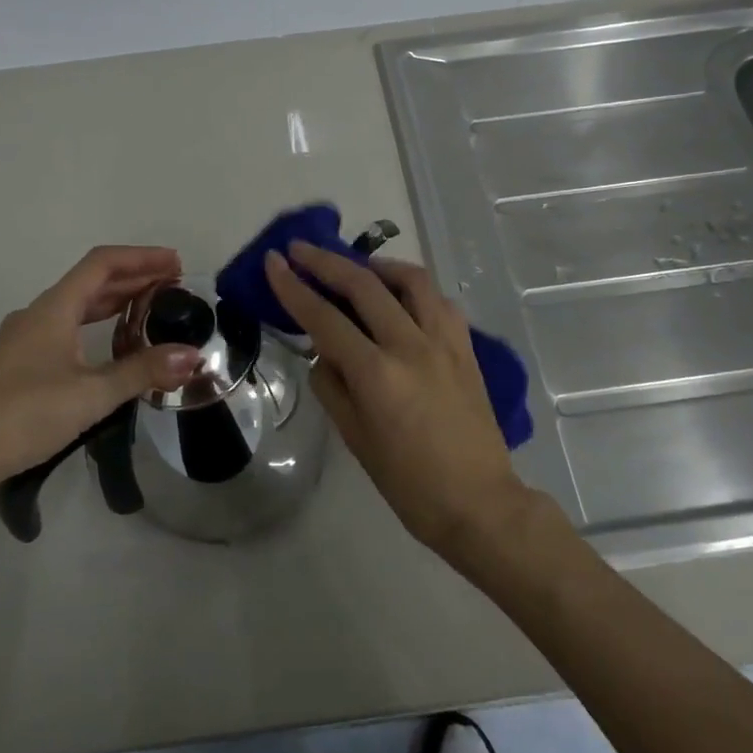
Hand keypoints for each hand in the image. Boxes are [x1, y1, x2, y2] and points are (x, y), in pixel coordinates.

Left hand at [0, 246, 202, 503]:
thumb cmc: (22, 415)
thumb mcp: (90, 395)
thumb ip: (142, 372)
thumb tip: (192, 356)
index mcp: (53, 309)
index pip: (102, 264)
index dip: (142, 258)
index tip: (178, 264)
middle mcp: (37, 316)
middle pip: (91, 283)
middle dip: (134, 279)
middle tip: (175, 288)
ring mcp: (23, 340)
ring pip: (77, 308)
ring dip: (114, 303)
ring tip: (151, 312)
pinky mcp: (18, 365)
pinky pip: (65, 330)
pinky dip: (96, 327)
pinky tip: (110, 349)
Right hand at [264, 241, 532, 559]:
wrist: (478, 502)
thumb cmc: (409, 483)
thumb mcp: (356, 440)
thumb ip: (333, 387)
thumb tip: (325, 353)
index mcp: (377, 374)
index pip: (324, 319)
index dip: (294, 287)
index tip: (274, 261)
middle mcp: (411, 346)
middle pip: (364, 286)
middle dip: (327, 262)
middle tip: (301, 249)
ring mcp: (445, 342)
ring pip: (411, 280)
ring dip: (377, 266)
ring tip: (356, 267)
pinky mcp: (466, 348)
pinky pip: (438, 302)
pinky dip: (414, 288)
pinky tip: (401, 296)